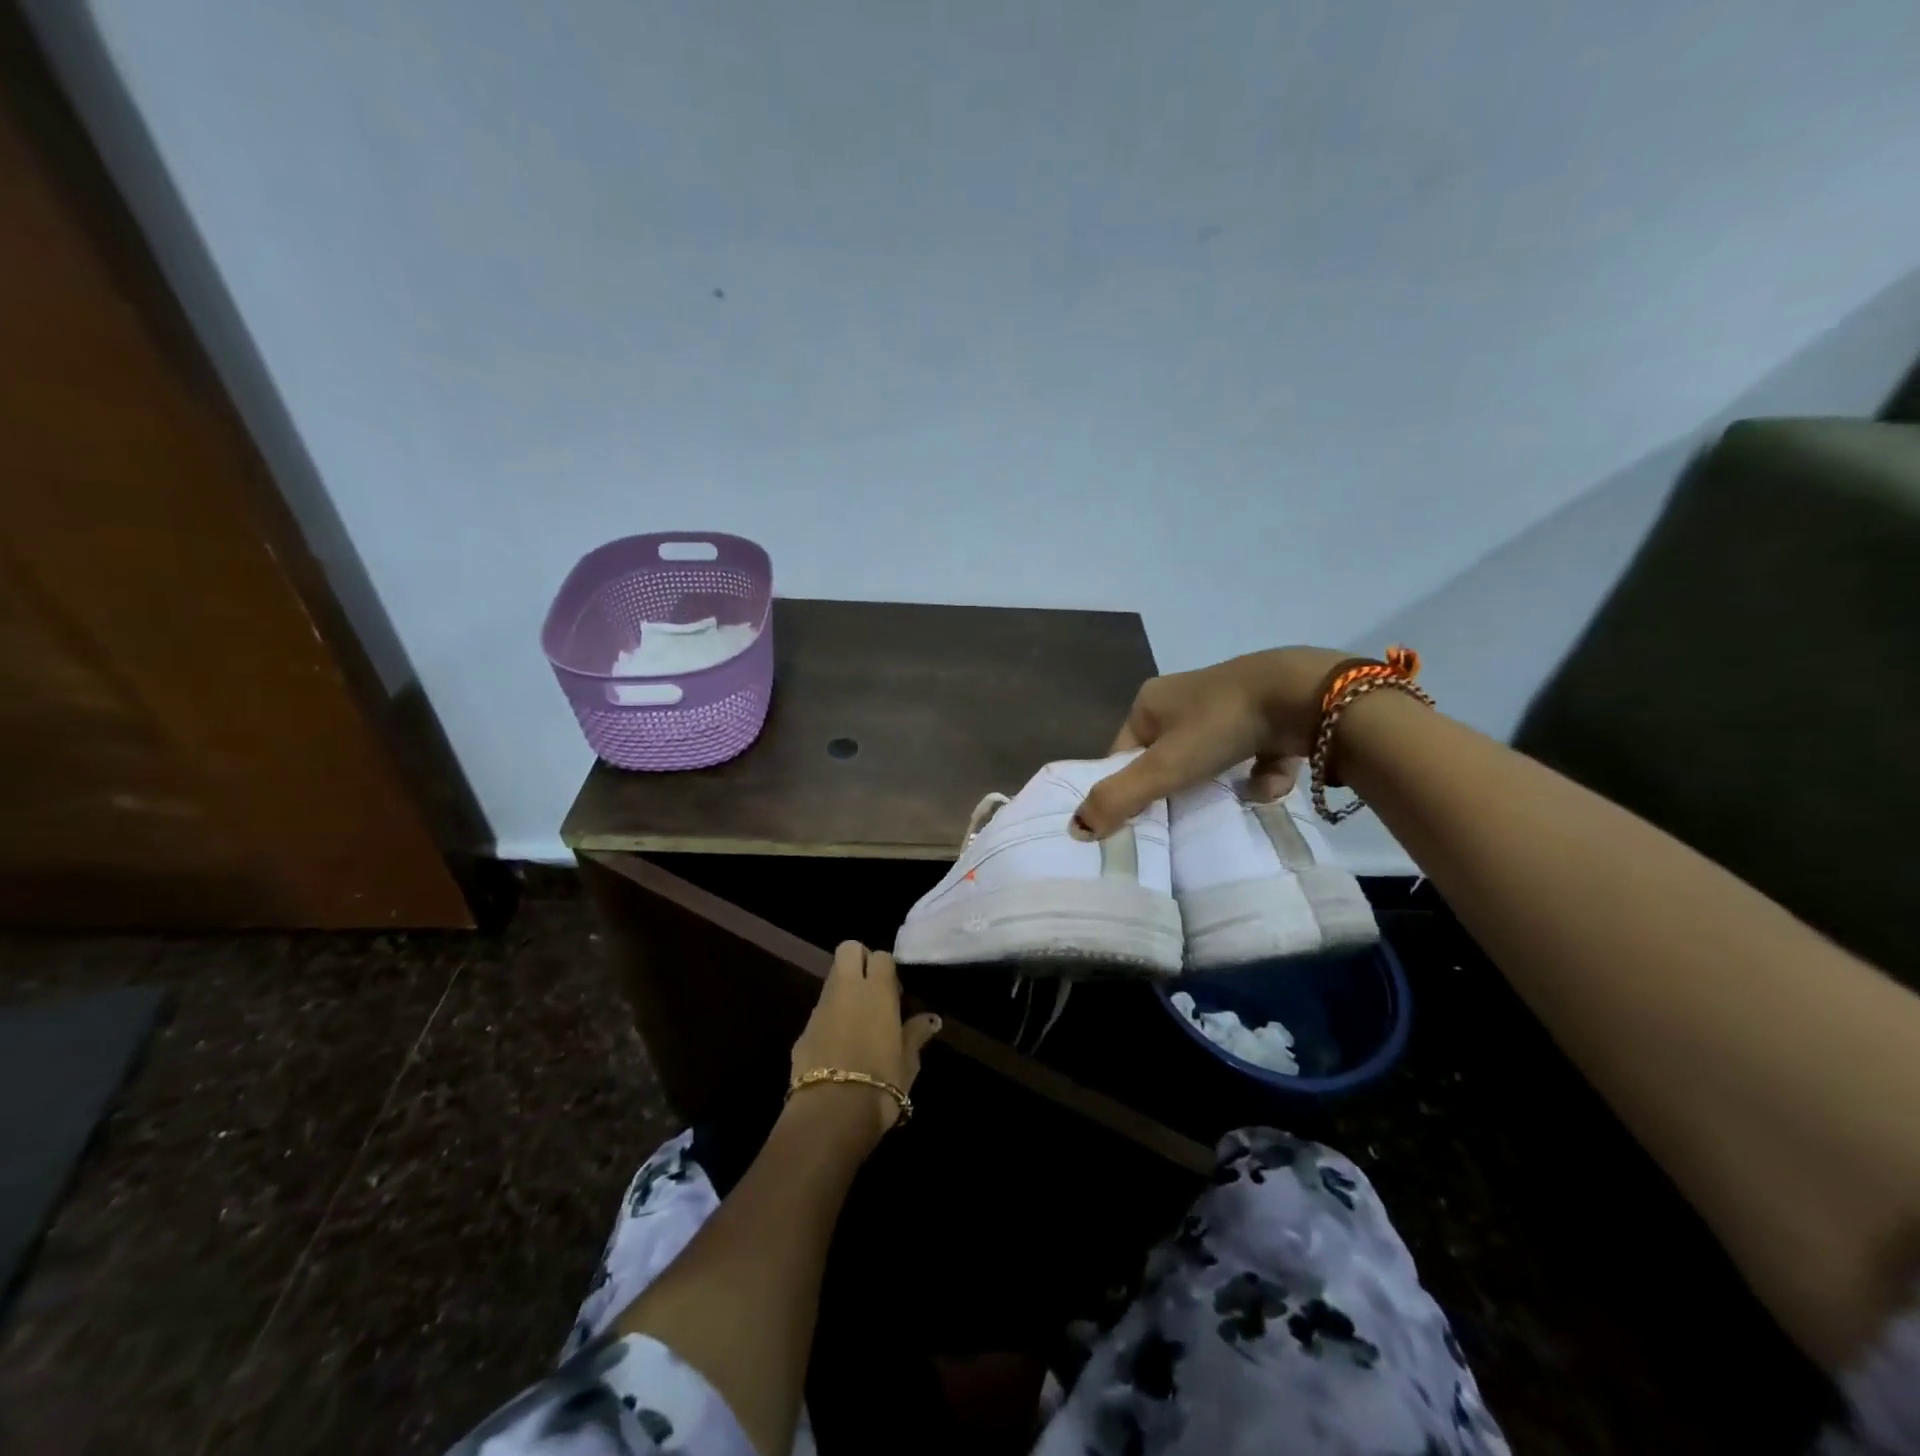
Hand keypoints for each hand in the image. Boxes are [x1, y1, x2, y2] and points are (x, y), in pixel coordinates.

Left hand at [787, 942, 941, 1143]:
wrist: (830, 1114)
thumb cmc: (880, 1084)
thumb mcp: (908, 1062)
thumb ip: (916, 1034)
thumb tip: (931, 1019)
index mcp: (877, 991)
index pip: (881, 956)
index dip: (888, 970)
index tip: (895, 994)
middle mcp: (846, 989)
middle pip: (848, 949)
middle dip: (859, 960)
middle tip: (872, 991)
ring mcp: (821, 1008)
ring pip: (832, 978)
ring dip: (844, 989)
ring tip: (858, 1022)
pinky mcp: (803, 1030)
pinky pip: (820, 1011)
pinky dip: (830, 1018)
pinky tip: (840, 1047)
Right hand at [1074, 646, 1355, 837]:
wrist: (1304, 694)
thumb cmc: (1219, 726)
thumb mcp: (1163, 767)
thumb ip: (1118, 798)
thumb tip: (1074, 829)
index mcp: (1151, 701)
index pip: (1124, 752)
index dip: (1128, 785)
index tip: (1141, 818)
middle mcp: (1185, 696)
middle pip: (1167, 756)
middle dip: (1176, 787)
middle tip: (1182, 817)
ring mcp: (1229, 702)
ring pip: (1210, 756)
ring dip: (1218, 783)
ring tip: (1228, 802)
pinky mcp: (1269, 712)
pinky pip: (1252, 752)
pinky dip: (1258, 772)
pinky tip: (1270, 782)